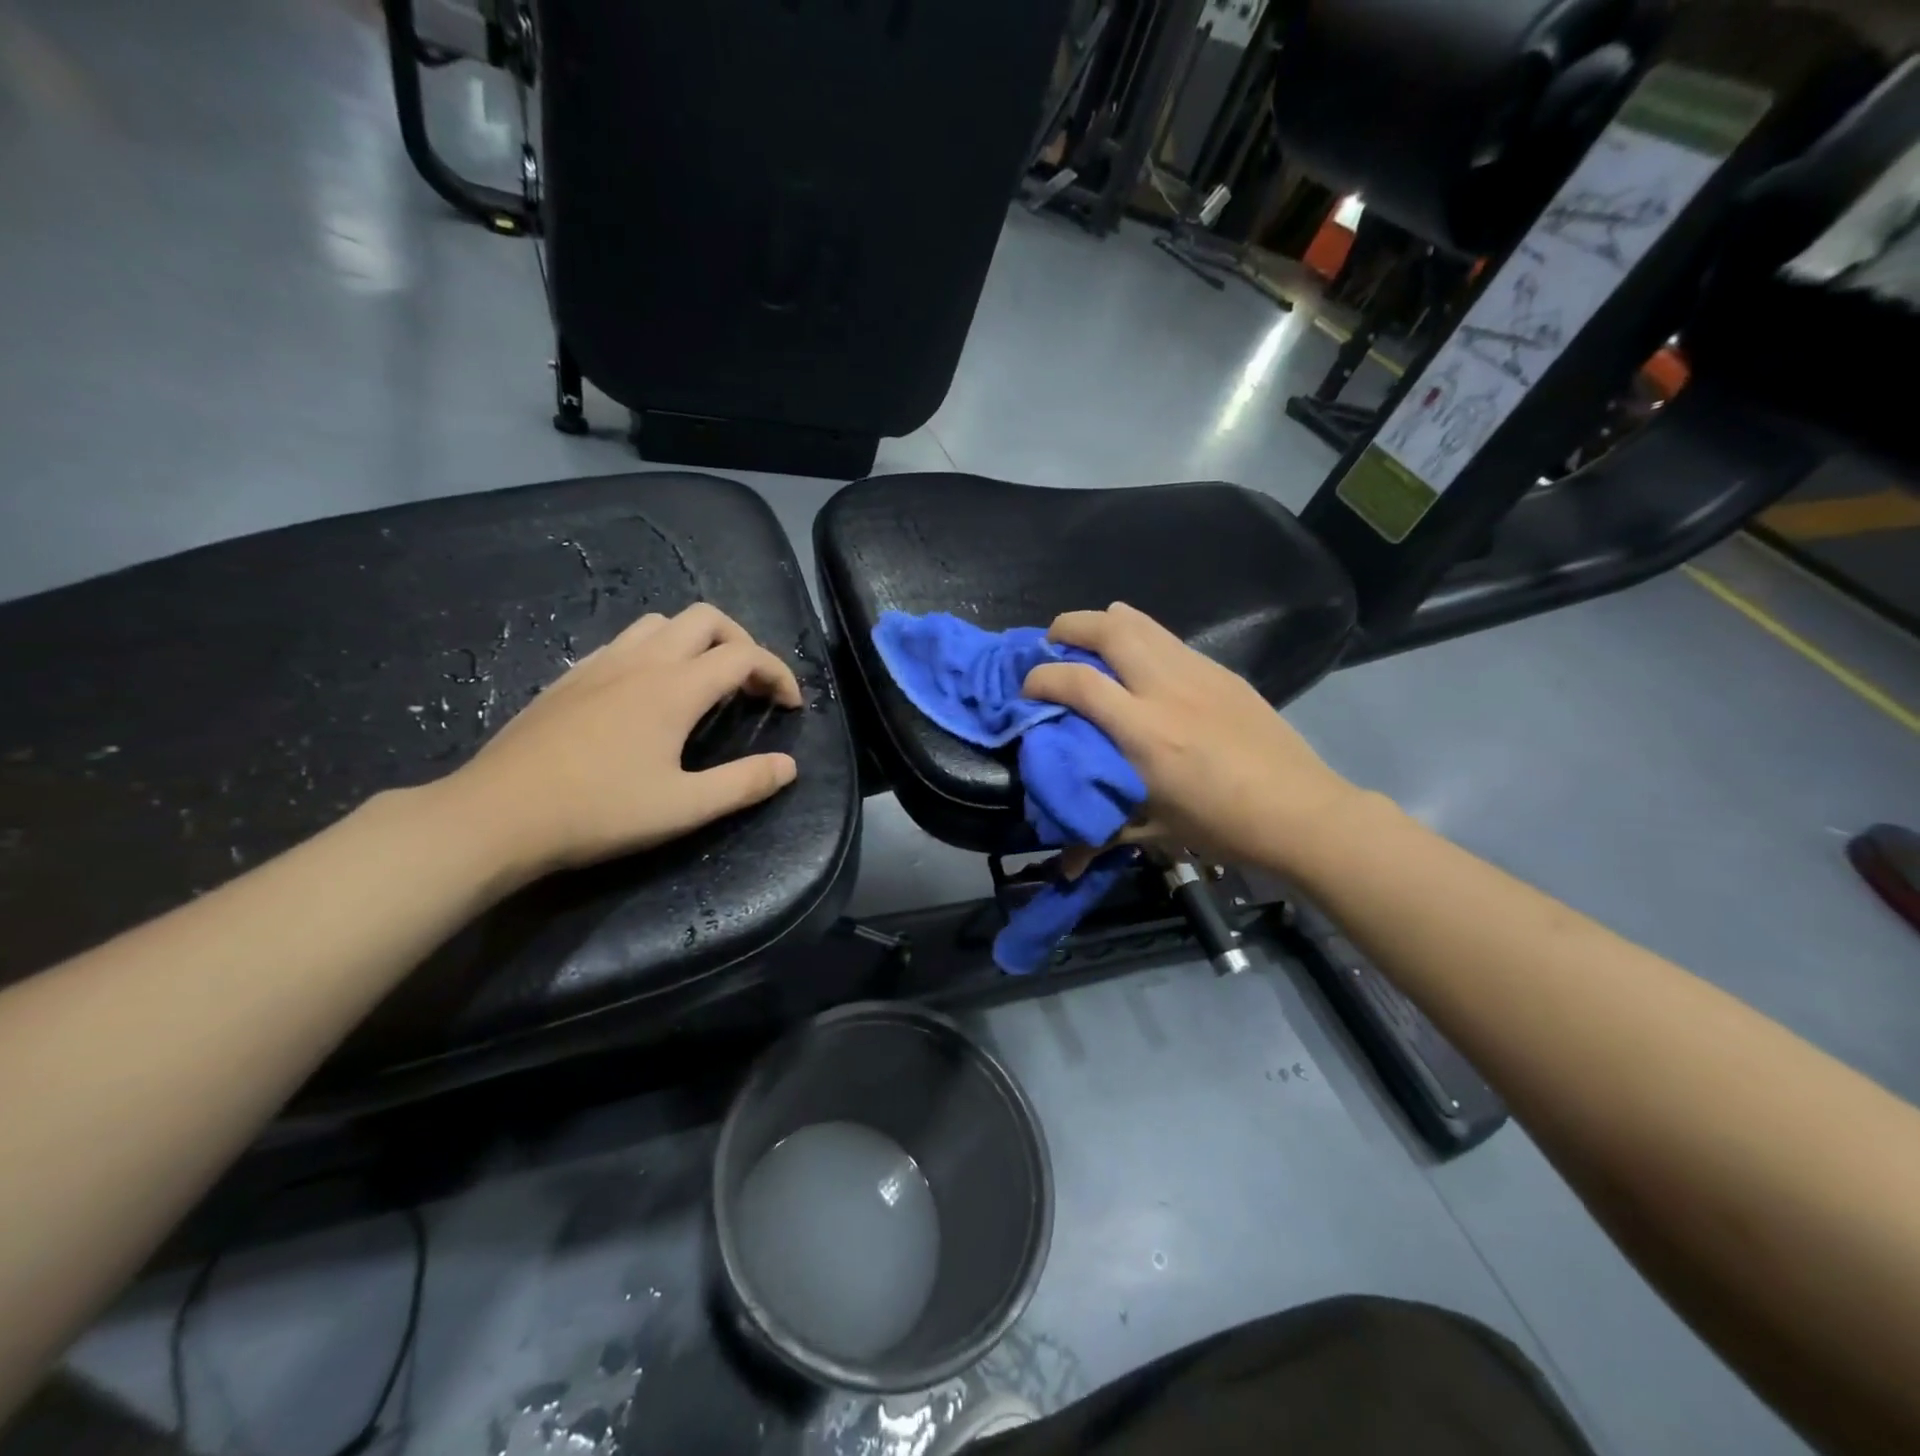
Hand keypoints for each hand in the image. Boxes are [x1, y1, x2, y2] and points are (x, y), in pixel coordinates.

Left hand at [445, 604, 802, 882]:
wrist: (496, 815)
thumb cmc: (598, 812)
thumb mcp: (684, 808)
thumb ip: (744, 784)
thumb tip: (789, 766)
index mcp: (674, 688)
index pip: (744, 655)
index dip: (778, 673)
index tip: (791, 706)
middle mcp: (641, 662)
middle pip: (706, 619)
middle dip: (742, 643)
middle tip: (751, 685)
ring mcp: (600, 664)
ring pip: (661, 623)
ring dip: (697, 642)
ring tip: (705, 684)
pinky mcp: (570, 678)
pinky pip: (625, 642)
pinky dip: (656, 652)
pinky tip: (648, 694)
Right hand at [1022, 602, 1361, 875]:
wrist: (1300, 811)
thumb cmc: (1222, 826)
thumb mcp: (1155, 831)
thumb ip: (1101, 835)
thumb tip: (1063, 870)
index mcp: (1144, 732)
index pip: (1077, 683)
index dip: (1041, 678)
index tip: (1028, 690)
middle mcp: (1166, 689)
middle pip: (1108, 629)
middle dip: (1069, 626)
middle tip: (1052, 643)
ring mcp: (1197, 673)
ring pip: (1141, 622)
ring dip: (1105, 622)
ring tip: (1090, 640)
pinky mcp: (1221, 672)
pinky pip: (1169, 639)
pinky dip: (1141, 637)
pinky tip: (1140, 662)